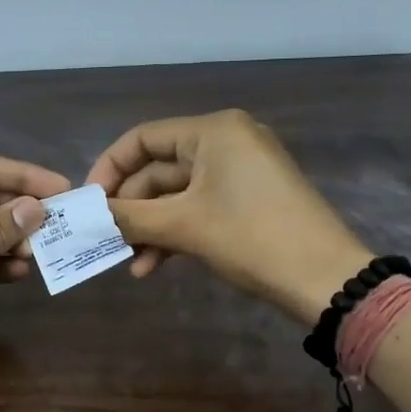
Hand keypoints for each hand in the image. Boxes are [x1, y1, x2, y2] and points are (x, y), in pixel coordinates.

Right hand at [85, 110, 370, 323]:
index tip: (89, 203)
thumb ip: (128, 216)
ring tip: (129, 262)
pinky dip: (175, 233)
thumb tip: (83, 215)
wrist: (326, 280)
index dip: (108, 169)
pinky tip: (152, 267)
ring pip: (176, 195)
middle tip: (105, 240)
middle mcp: (226, 142)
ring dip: (150, 227)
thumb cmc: (251, 237)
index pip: (142, 139)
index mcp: (212, 131)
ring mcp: (240, 172)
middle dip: (131, 209)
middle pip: (158, 170)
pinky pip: (199, 208)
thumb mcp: (182, 226)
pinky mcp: (249, 200)